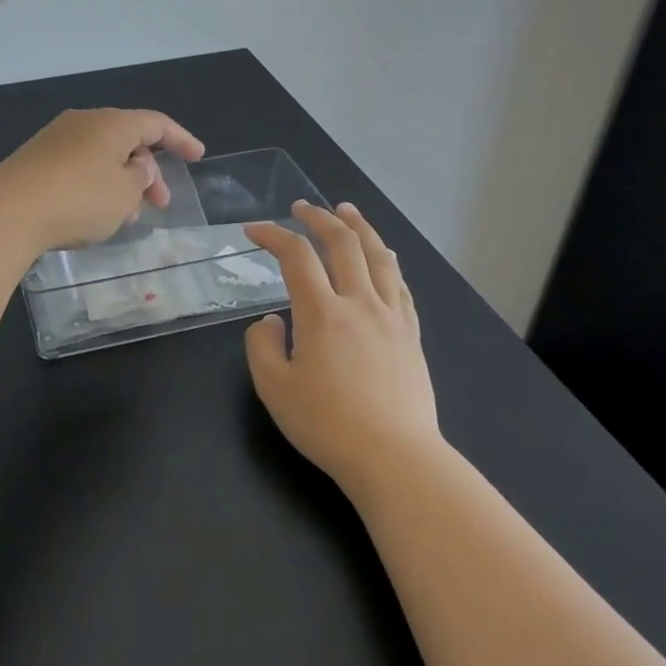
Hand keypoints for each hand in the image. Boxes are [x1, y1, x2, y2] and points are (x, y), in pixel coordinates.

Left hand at [0, 108, 204, 254]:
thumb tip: (135, 169)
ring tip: (125, 217)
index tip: (197, 156)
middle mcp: (84, 122)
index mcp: (111, 123)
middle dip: (148, 172)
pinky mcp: (36, 160)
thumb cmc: (79, 198)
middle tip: (159, 204)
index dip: (180, 139)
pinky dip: (96, 186)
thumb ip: (140, 179)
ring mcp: (56, 139)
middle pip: (127, 140)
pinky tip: (95, 215)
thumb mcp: (124, 194)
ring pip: (102, 157)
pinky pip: (78, 167)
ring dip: (121, 183)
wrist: (8, 210)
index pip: (155, 123)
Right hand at [243, 202, 439, 495]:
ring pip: (379, 257)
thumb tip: (272, 321)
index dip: (273, 235)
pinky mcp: (411, 336)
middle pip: (343, 243)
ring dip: (360, 228)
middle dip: (319, 218)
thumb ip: (262, 346)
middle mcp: (359, 303)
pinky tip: (385, 258)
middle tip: (302, 207)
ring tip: (347, 211)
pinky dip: (388, 263)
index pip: (296, 255)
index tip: (253, 231)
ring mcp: (391, 318)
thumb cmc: (328, 425)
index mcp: (322, 312)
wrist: (396, 459)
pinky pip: (401, 287)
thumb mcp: (274, 388)